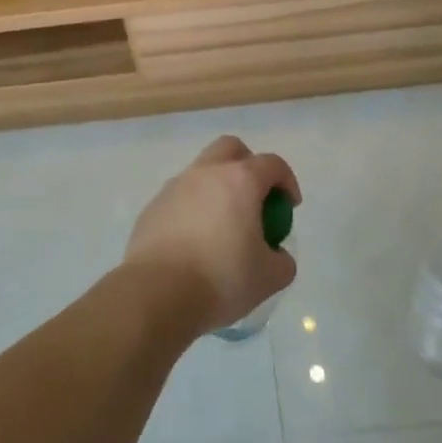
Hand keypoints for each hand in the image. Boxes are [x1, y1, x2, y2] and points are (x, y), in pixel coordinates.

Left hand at [125, 135, 299, 336]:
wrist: (157, 293)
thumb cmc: (221, 278)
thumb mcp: (269, 277)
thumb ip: (282, 260)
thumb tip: (275, 254)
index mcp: (240, 180)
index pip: (272, 164)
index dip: (287, 181)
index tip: (289, 206)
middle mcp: (205, 173)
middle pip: (231, 149)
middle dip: (248, 166)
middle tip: (254, 200)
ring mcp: (174, 187)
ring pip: (201, 172)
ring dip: (217, 189)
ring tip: (223, 227)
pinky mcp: (152, 207)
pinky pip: (180, 198)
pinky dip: (193, 209)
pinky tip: (194, 243)